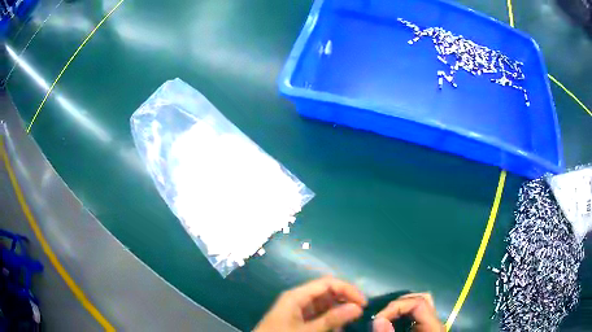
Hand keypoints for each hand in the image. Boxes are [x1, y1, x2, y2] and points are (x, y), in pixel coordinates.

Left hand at [254, 276, 366, 331]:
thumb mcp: (307, 331)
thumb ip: (332, 319)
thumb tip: (358, 307)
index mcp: (297, 295)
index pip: (328, 283)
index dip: (348, 290)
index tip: (363, 304)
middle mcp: (298, 299)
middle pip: (327, 292)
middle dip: (345, 301)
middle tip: (359, 315)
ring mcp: (298, 310)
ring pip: (324, 305)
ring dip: (338, 312)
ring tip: (348, 324)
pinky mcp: (298, 320)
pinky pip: (319, 315)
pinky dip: (330, 320)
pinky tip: (336, 329)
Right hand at [372, 293, 443, 331]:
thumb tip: (378, 319)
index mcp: (433, 325)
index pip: (419, 302)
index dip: (396, 306)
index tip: (378, 318)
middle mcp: (435, 321)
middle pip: (421, 299)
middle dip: (398, 304)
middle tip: (381, 318)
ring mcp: (430, 324)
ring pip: (419, 305)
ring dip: (399, 309)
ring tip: (384, 319)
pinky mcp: (424, 328)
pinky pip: (415, 315)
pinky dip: (402, 315)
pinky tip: (391, 323)